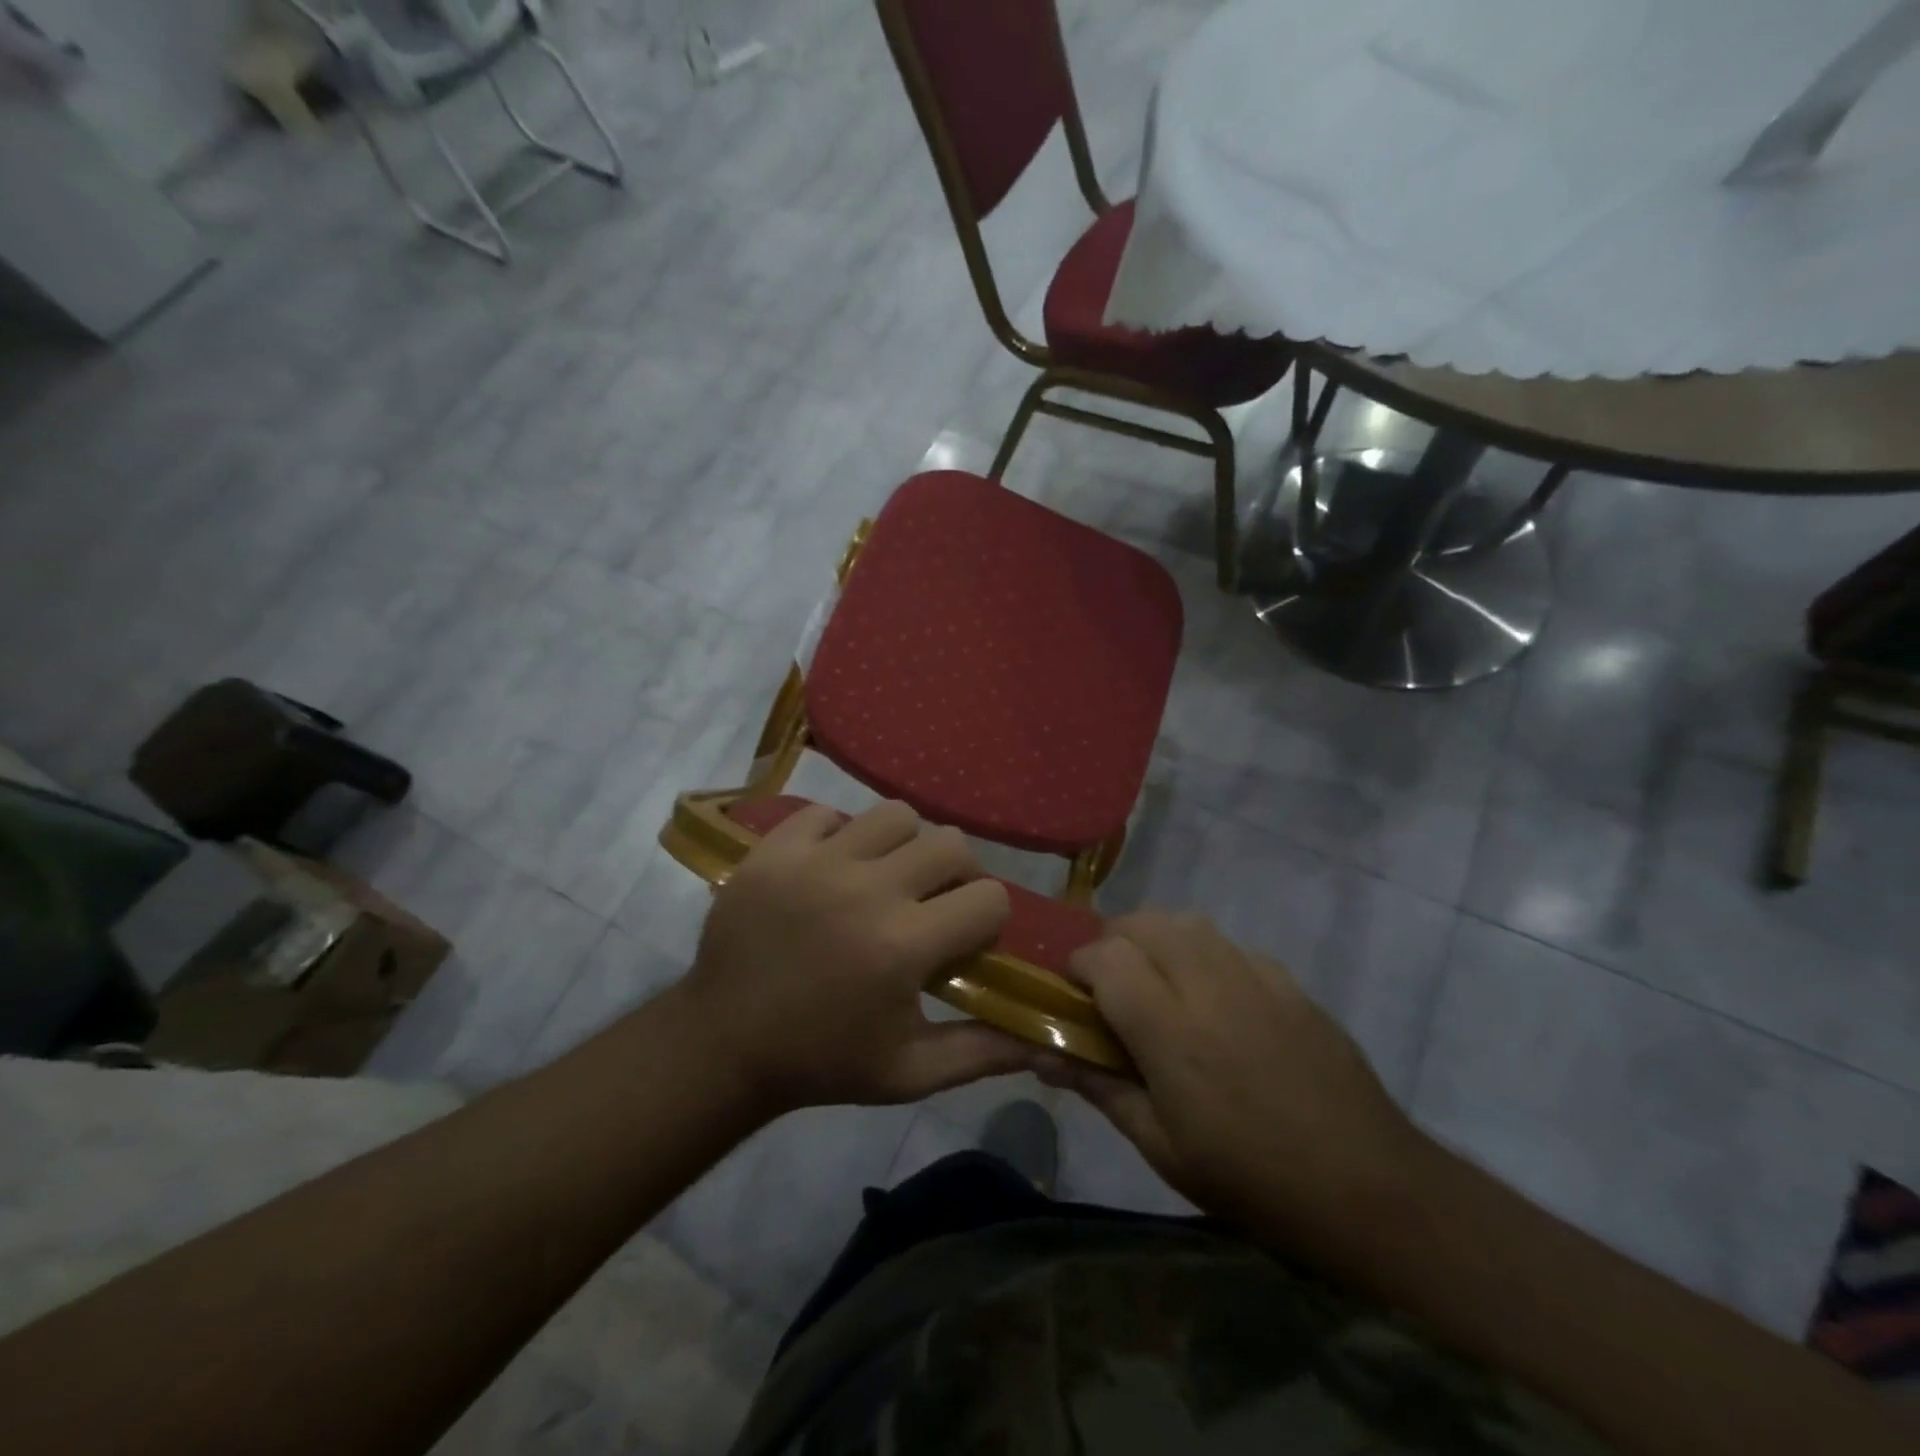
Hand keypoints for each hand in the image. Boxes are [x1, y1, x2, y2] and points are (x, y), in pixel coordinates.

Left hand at [678, 800, 1030, 1114]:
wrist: (723, 1043)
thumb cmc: (823, 1061)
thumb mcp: (909, 1073)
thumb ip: (982, 1052)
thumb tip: (1044, 1040)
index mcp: (903, 945)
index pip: (989, 898)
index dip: (986, 921)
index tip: (962, 942)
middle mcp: (866, 890)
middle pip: (951, 843)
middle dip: (956, 874)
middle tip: (932, 903)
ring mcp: (816, 861)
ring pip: (894, 815)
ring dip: (904, 845)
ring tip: (885, 878)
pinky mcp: (775, 849)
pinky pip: (828, 813)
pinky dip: (841, 835)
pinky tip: (833, 869)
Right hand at [1044, 912, 1427, 1256]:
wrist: (1370, 1189)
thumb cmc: (1252, 1180)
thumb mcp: (1161, 1147)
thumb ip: (1098, 1086)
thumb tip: (1038, 1053)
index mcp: (1170, 1029)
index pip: (1105, 957)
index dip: (1077, 967)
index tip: (1074, 998)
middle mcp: (1208, 984)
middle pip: (1143, 923)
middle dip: (1113, 943)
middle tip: (1111, 989)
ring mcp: (1255, 976)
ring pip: (1186, 922)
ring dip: (1157, 940)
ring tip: (1158, 985)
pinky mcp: (1289, 981)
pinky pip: (1230, 945)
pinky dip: (1204, 955)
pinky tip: (1216, 1001)